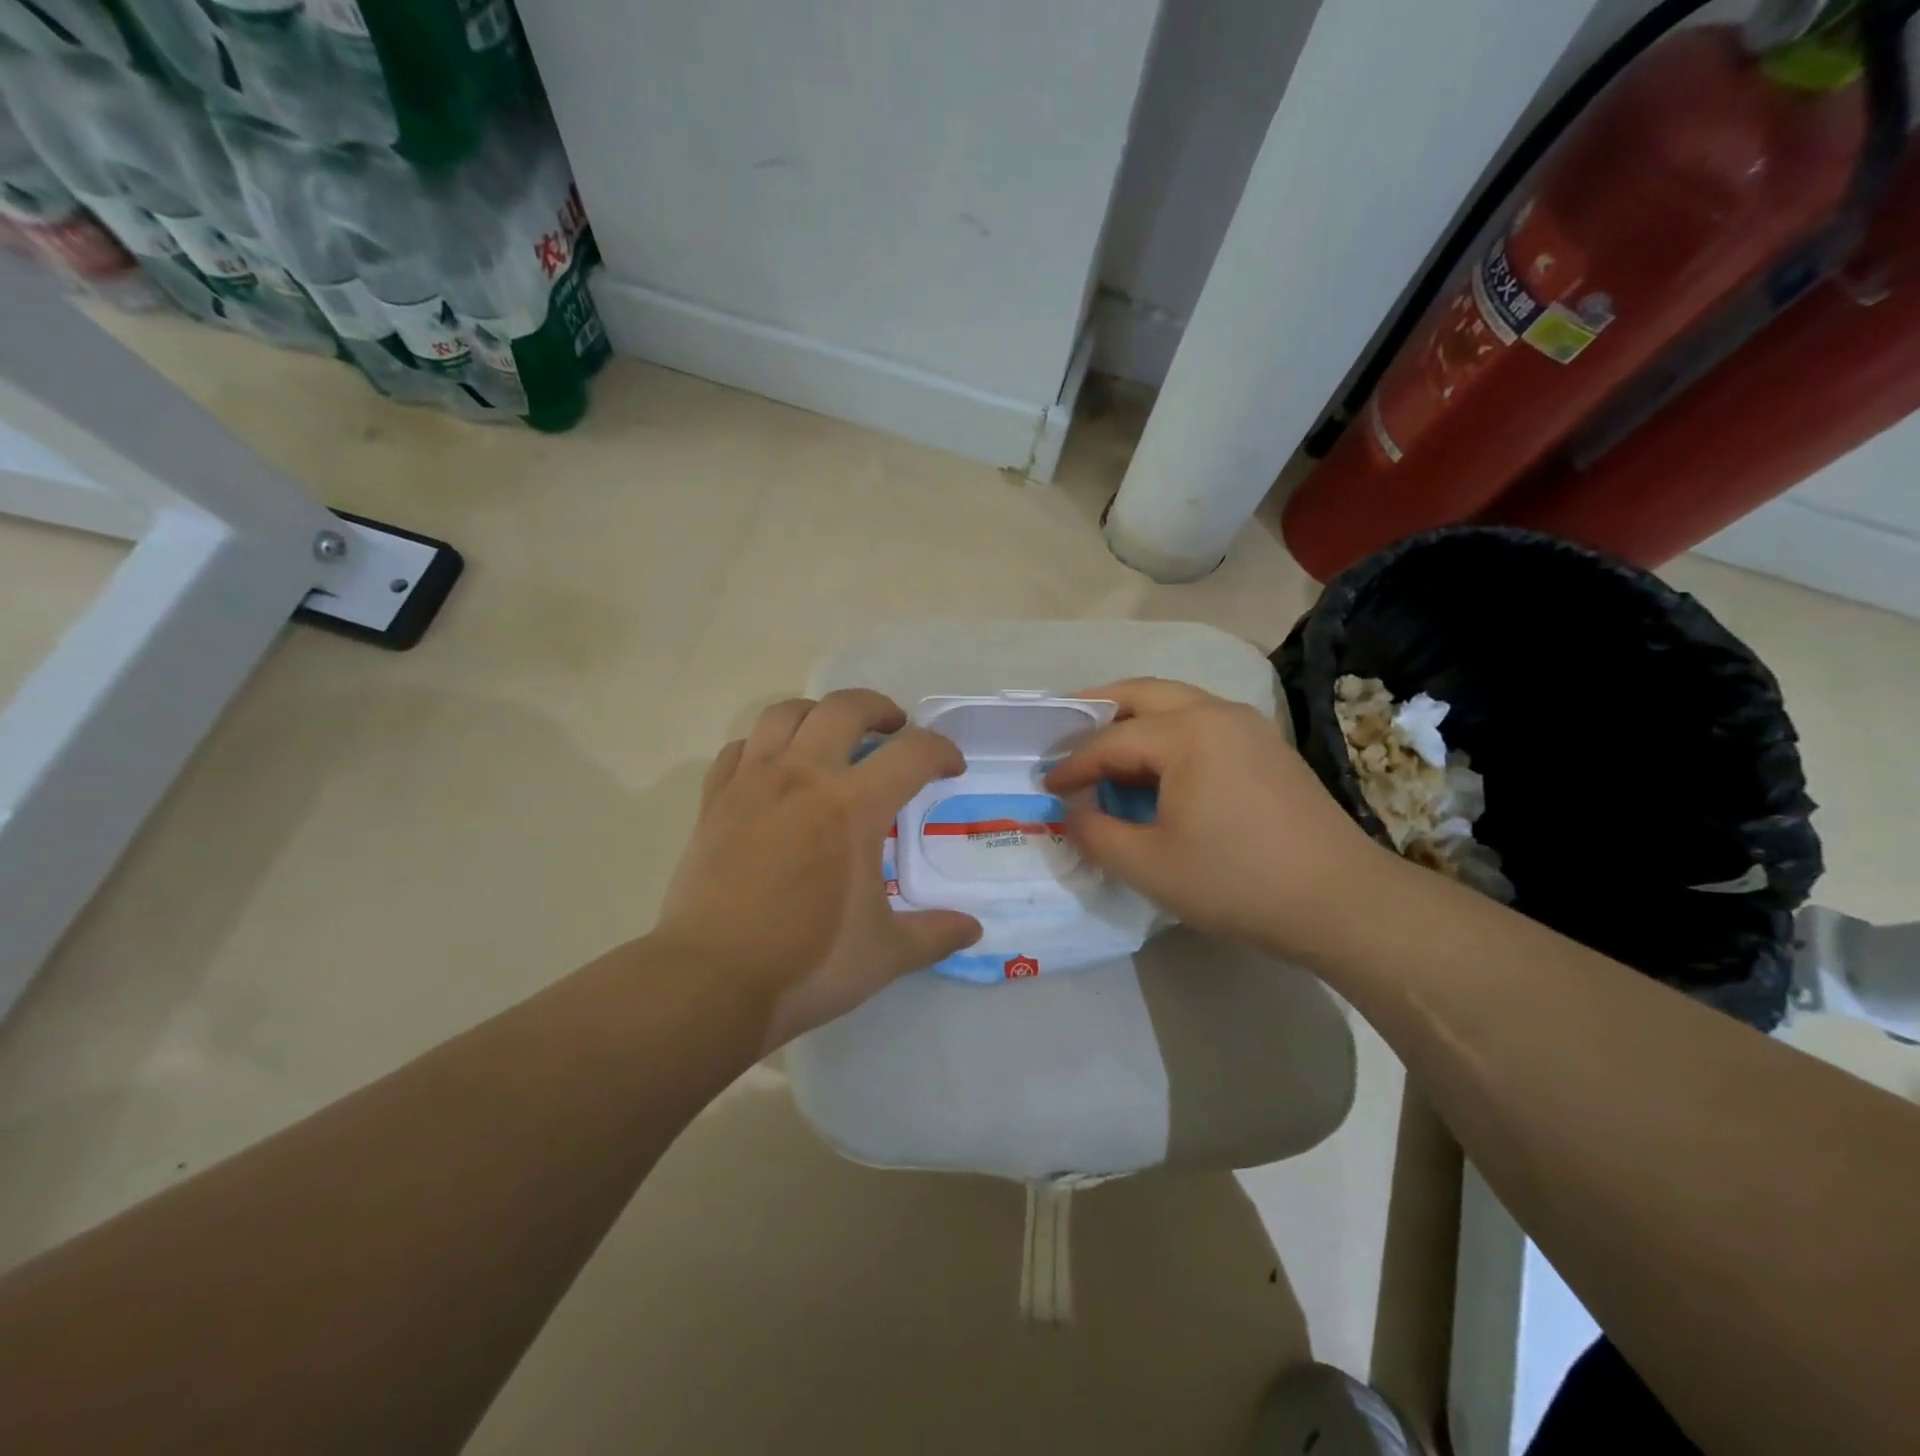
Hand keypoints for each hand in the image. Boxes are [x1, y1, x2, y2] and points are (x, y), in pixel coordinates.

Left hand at [654, 690, 981, 1048]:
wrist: (712, 981)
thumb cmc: (808, 965)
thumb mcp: (886, 954)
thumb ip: (935, 934)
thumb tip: (973, 929)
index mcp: (854, 806)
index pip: (913, 752)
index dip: (941, 751)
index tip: (950, 768)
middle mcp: (804, 777)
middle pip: (845, 708)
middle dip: (879, 708)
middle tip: (893, 730)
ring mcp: (753, 784)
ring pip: (785, 713)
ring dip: (818, 714)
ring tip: (831, 736)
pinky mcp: (714, 801)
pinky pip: (740, 749)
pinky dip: (764, 746)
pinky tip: (773, 770)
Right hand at [1044, 678, 1394, 961]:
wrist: (1341, 901)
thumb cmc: (1237, 881)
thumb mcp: (1149, 865)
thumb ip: (1095, 833)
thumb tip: (1069, 811)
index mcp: (1187, 733)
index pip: (1111, 741)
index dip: (1073, 763)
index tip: (1045, 784)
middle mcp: (1217, 713)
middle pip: (1144, 693)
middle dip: (1098, 708)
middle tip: (1065, 730)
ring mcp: (1249, 727)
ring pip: (1177, 702)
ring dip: (1135, 717)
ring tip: (1106, 745)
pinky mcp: (1267, 748)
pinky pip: (1202, 721)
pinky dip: (1167, 730)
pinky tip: (1157, 765)